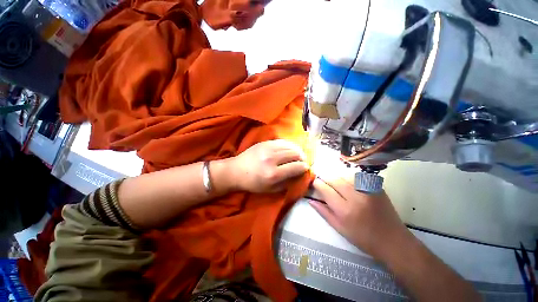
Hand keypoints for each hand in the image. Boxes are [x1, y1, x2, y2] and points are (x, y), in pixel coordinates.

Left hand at [228, 140, 308, 192]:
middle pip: (295, 154)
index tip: (305, 168)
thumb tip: (300, 174)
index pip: (296, 167)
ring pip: (290, 146)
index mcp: (273, 174)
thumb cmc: (253, 183)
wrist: (236, 171)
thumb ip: (287, 183)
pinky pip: (282, 141)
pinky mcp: (264, 143)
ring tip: (297, 154)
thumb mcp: (271, 189)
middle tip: (302, 161)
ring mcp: (267, 148)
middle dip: (302, 158)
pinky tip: (290, 148)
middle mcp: (272, 159)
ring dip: (297, 150)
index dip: (304, 167)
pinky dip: (289, 145)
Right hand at [310, 176, 413, 260]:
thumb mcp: (340, 229)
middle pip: (334, 179)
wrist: (393, 240)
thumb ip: (324, 212)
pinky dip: (348, 178)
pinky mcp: (376, 187)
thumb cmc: (363, 238)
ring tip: (334, 182)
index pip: (325, 189)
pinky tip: (348, 183)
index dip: (317, 184)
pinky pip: (357, 176)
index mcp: (345, 210)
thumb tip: (311, 200)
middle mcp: (356, 197)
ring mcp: (368, 190)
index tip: (314, 183)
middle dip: (325, 177)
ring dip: (336, 177)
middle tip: (322, 180)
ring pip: (345, 175)